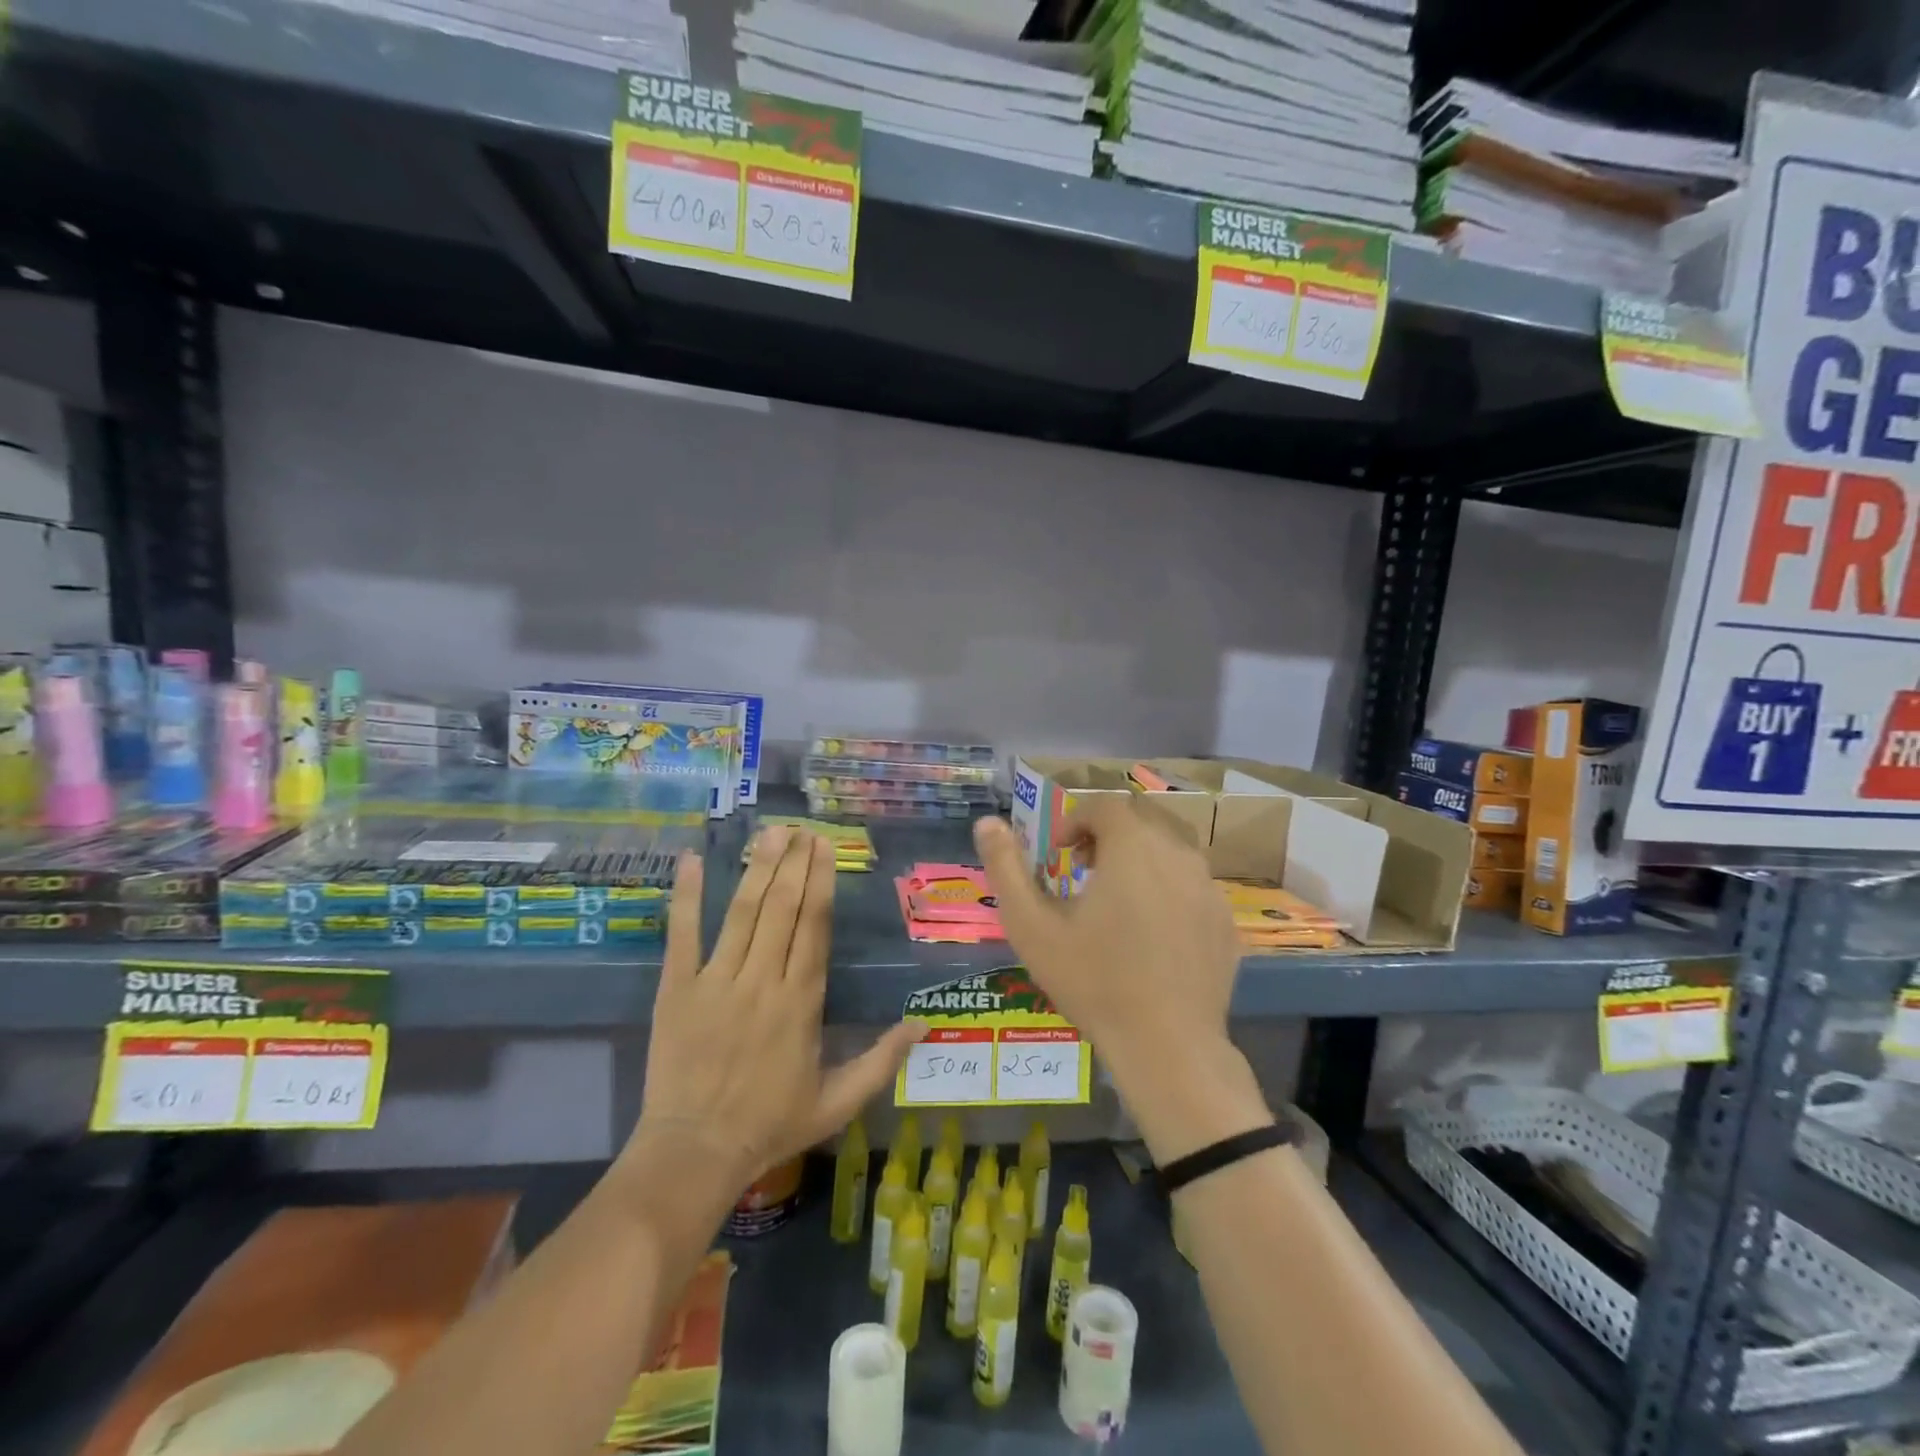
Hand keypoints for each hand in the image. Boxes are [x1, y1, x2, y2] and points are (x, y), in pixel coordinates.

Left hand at [628, 827, 924, 1196]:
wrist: (694, 1153)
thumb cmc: (770, 1125)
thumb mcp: (838, 1101)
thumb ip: (882, 1061)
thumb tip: (924, 1024)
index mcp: (801, 1001)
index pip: (814, 926)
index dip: (820, 881)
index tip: (824, 846)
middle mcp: (762, 980)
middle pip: (782, 907)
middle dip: (793, 862)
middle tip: (801, 827)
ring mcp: (717, 980)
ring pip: (742, 912)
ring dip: (757, 868)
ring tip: (770, 832)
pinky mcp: (678, 989)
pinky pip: (683, 934)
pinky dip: (687, 896)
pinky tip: (694, 860)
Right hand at [974, 801, 1266, 1161]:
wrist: (1167, 1046)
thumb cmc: (1093, 981)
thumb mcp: (1032, 926)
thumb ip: (1006, 868)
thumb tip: (987, 822)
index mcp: (1132, 846)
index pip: (1105, 805)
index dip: (1076, 820)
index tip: (1059, 854)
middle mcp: (1177, 854)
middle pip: (1142, 819)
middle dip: (1108, 833)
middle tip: (1083, 869)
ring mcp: (1208, 887)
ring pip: (1171, 848)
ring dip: (1140, 857)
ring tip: (1116, 897)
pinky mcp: (1224, 919)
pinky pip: (1192, 883)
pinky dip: (1167, 887)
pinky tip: (1151, 930)